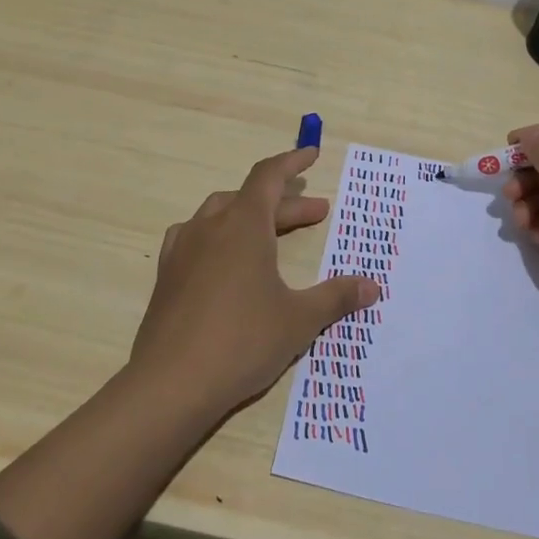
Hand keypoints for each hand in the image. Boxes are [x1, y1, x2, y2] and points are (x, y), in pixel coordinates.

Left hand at [132, 146, 380, 416]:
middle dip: (286, 203)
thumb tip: (371, 286)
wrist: (170, 385)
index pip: (269, 176)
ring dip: (250, 216)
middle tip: (317, 215)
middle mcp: (210, 227)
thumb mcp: (299, 320)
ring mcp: (183, 251)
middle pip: (250, 198)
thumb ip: (335, 298)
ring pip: (220, 215)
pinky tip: (225, 260)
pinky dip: (219, 237)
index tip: (312, 154)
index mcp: (243, 225)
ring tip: (271, 233)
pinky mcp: (166, 277)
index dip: (292, 162)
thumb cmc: (242, 341)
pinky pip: (196, 239)